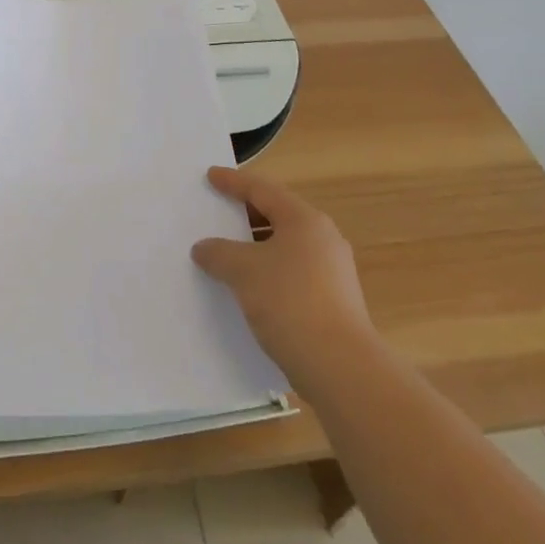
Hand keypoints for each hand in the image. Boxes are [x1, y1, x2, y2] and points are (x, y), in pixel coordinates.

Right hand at [192, 166, 377, 395]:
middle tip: (219, 211)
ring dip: (257, 247)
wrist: (341, 367)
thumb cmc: (290, 302)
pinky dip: (269, 270)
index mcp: (304, 220)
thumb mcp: (244, 271)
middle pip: (277, 215)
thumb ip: (219, 253)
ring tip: (229, 253)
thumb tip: (203, 248)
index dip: (233, 182)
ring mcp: (333, 271)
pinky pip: (293, 272)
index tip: (211, 176)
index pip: (262, 190)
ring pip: (286, 246)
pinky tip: (251, 288)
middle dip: (246, 214)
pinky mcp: (334, 300)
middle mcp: (323, 238)